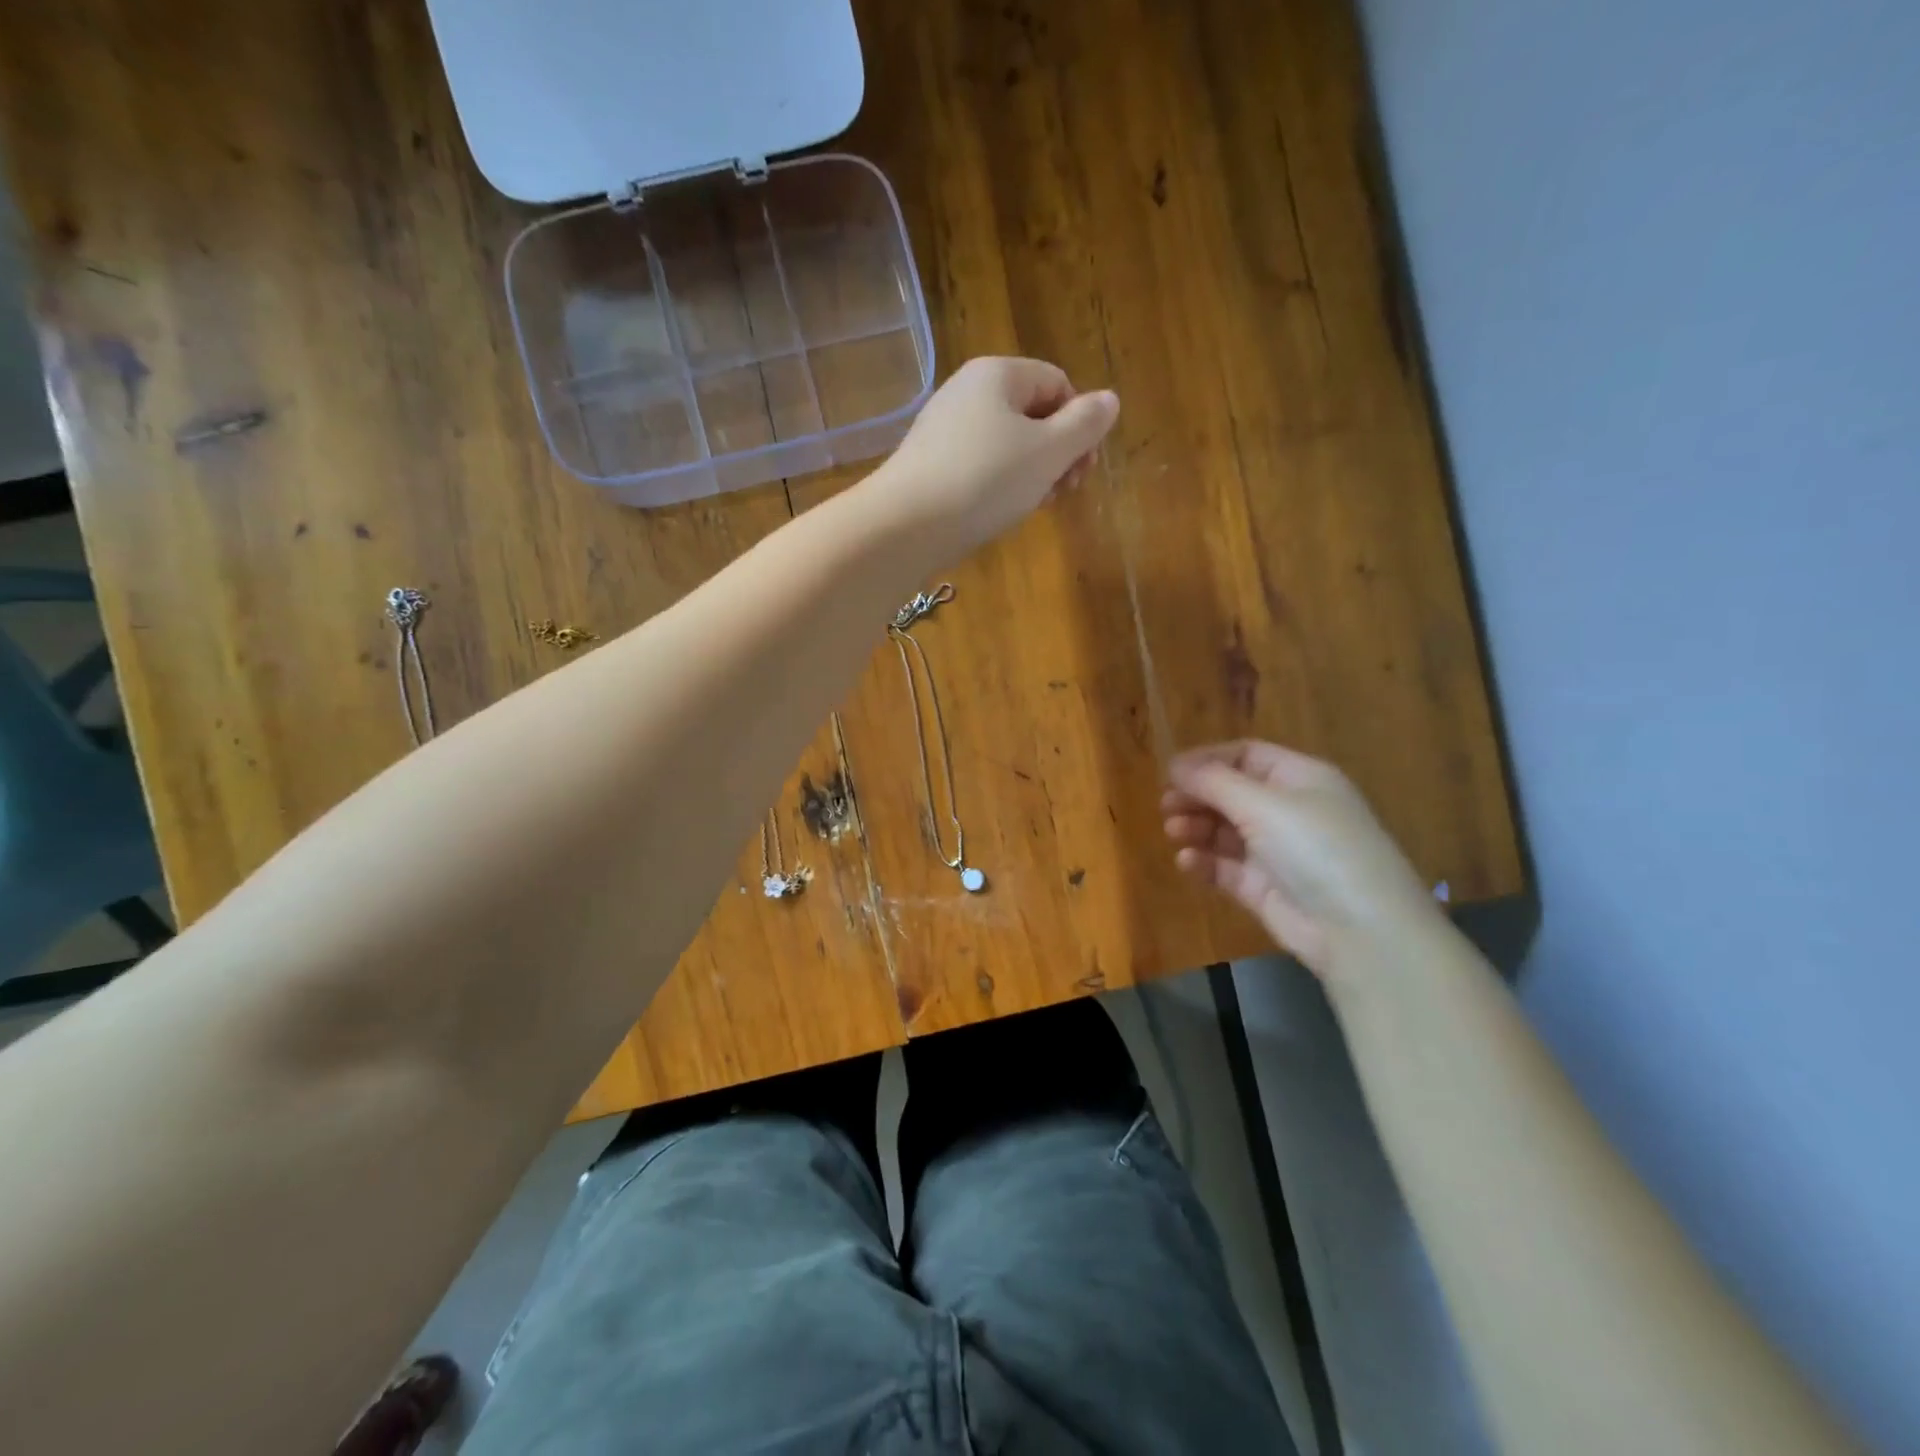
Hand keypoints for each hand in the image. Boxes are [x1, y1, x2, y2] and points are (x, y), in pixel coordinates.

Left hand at [874, 357, 1119, 557]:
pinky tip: (1000, 512)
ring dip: (1032, 473)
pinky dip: (999, 485)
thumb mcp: (1048, 452)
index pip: (1057, 384)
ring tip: (1033, 506)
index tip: (1083, 468)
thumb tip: (1109, 400)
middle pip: (1032, 414)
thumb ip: (1085, 424)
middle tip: (1063, 492)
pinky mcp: (929, 463)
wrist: (906, 525)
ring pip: (1006, 444)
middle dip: (1057, 453)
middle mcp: (967, 391)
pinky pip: (979, 465)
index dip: (1079, 425)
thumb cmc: (986, 481)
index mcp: (998, 373)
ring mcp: (944, 428)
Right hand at [1162, 741, 1445, 982]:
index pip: (1246, 756)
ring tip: (1173, 832)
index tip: (1170, 772)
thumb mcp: (1263, 804)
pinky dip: (1205, 862)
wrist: (1359, 929)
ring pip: (1226, 831)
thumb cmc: (1315, 847)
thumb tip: (1175, 765)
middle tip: (1166, 806)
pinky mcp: (1265, 888)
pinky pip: (1227, 868)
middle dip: (1197, 796)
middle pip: (1232, 793)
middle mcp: (1289, 810)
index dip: (1207, 760)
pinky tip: (1187, 862)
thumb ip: (1214, 782)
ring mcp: (1277, 851)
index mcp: (1300, 779)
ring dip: (1197, 827)